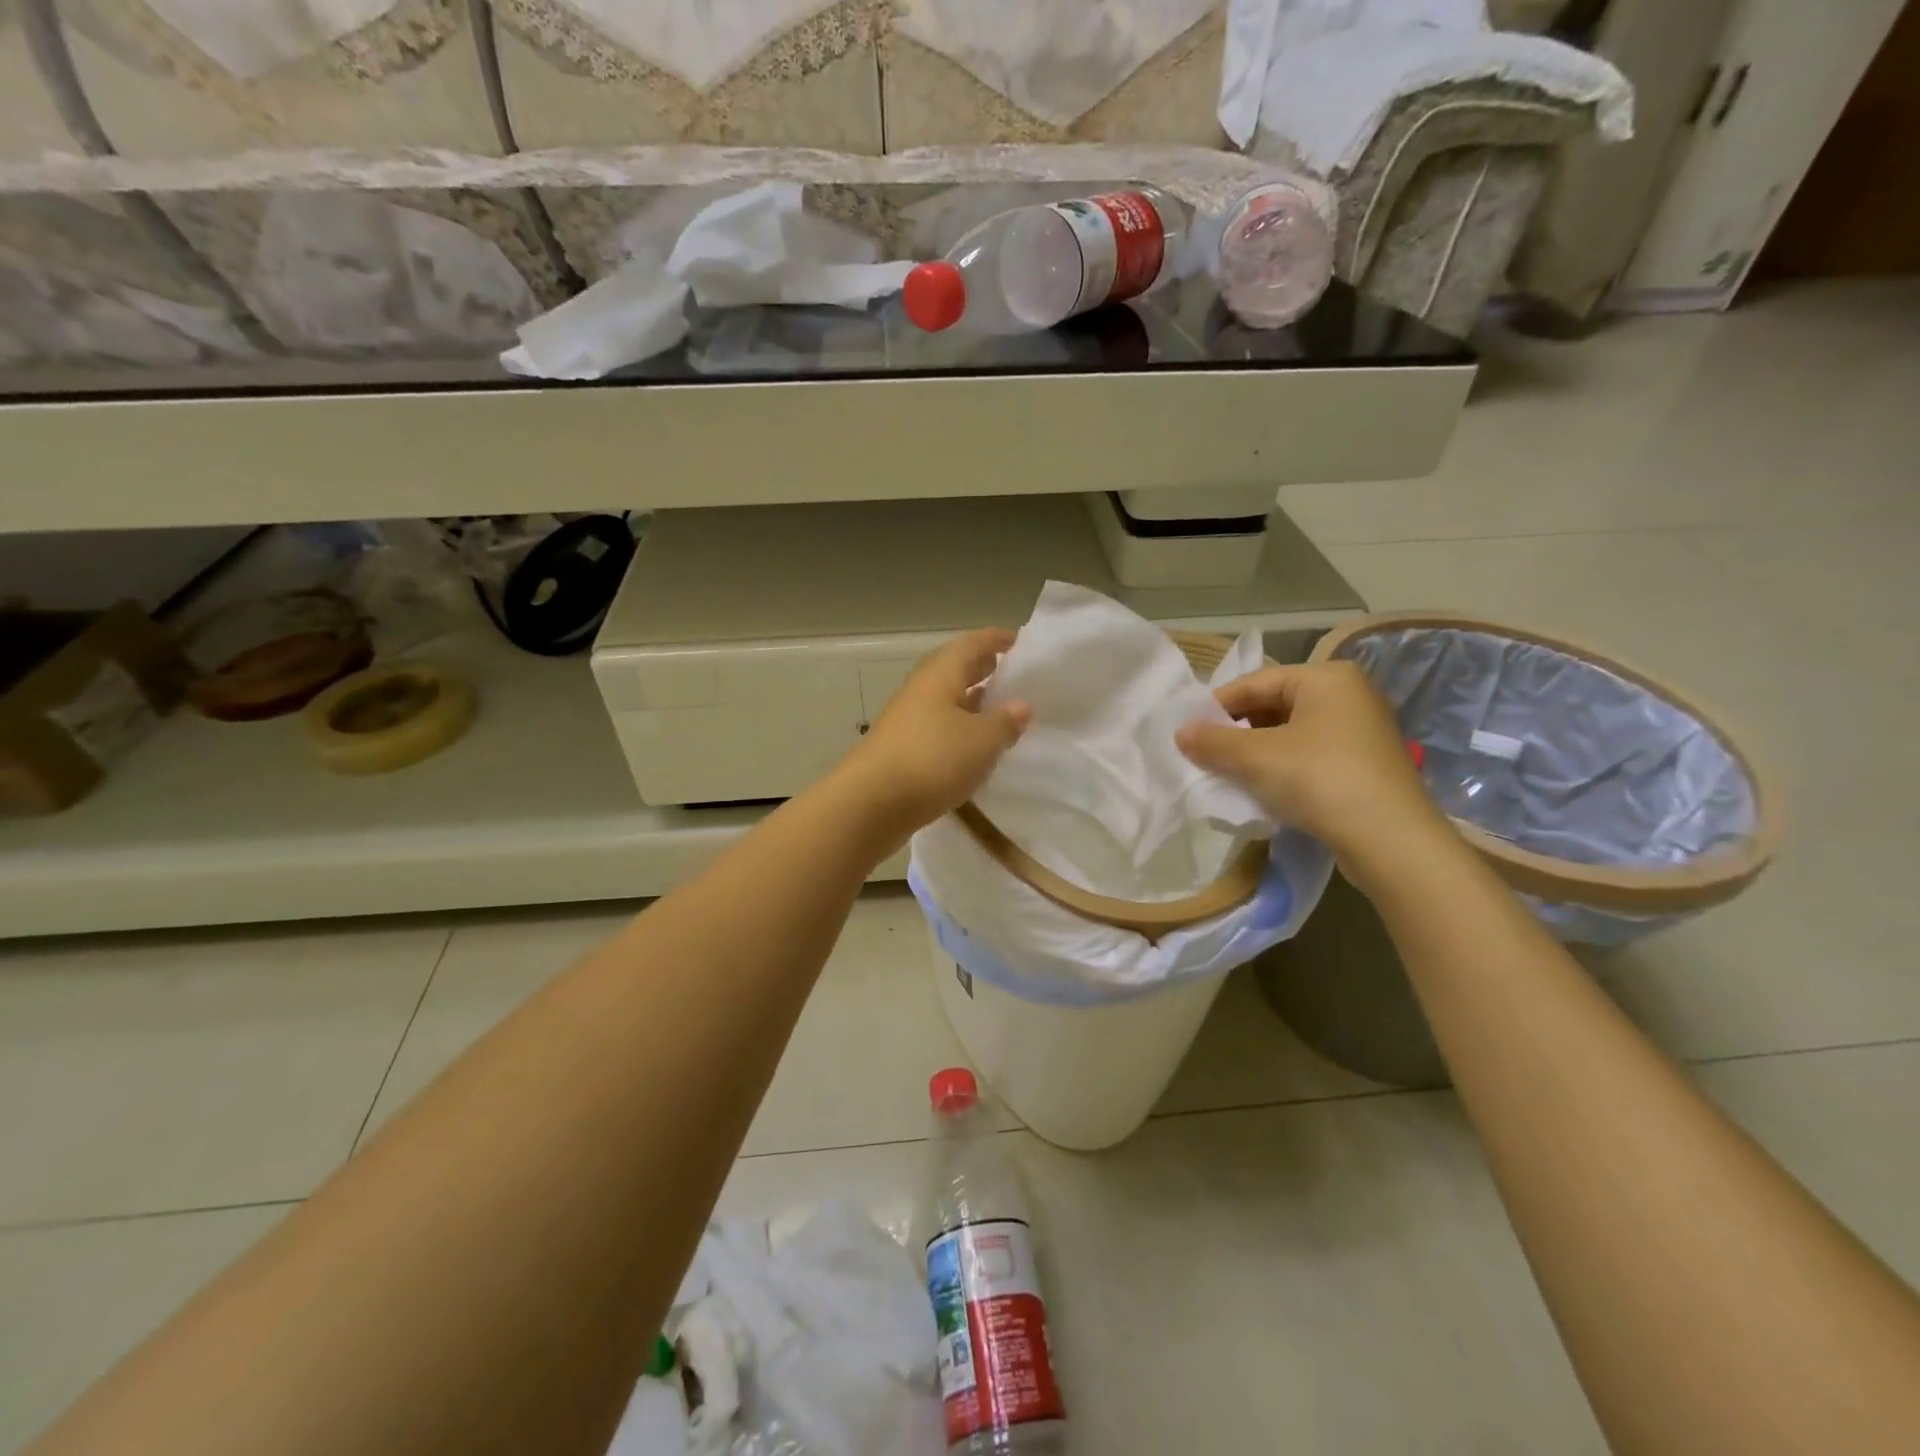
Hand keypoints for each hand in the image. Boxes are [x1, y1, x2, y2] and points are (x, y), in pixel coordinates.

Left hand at [843, 628, 1030, 842]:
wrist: (871, 803)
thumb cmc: (932, 759)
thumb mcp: (982, 740)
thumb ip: (1005, 721)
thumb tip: (1020, 705)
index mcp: (940, 674)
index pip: (971, 644)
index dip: (995, 639)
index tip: (1019, 642)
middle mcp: (921, 690)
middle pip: (954, 670)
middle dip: (982, 669)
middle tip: (1011, 674)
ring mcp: (907, 720)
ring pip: (945, 701)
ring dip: (971, 702)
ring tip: (999, 711)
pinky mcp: (902, 750)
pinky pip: (937, 728)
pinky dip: (958, 729)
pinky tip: (973, 747)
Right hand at [1176, 661, 1449, 876]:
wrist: (1391, 841)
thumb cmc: (1319, 781)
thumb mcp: (1255, 758)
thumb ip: (1212, 742)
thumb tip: (1180, 733)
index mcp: (1326, 677)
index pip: (1255, 682)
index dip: (1216, 707)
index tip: (1189, 734)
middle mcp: (1349, 694)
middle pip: (1273, 706)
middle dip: (1237, 732)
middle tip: (1208, 757)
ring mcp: (1362, 730)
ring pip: (1291, 733)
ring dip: (1257, 753)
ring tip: (1231, 776)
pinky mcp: (1367, 764)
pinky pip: (1311, 755)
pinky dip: (1283, 767)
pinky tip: (1266, 790)